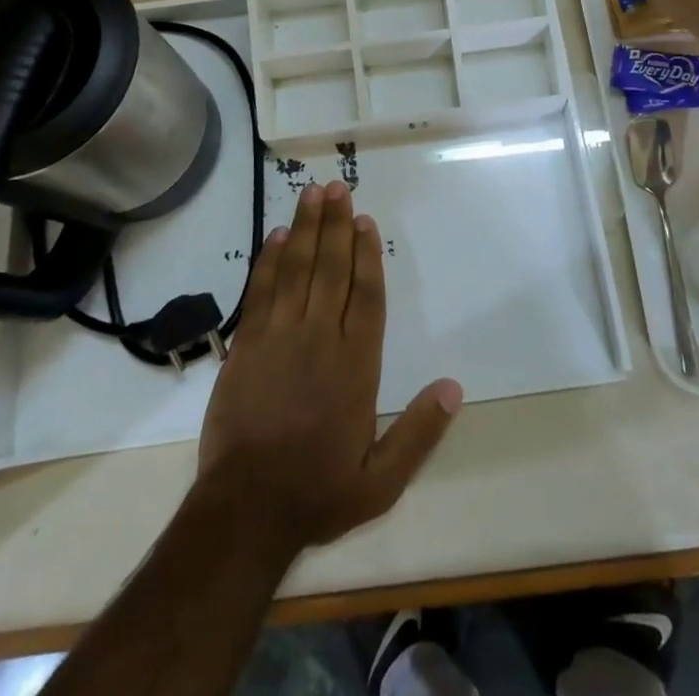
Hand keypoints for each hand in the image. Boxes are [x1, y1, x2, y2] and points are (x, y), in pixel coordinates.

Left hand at [196, 181, 462, 550]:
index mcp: (357, 365)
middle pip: (332, 269)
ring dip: (306, 228)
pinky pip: (261, 290)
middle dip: (336, 225)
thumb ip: (419, 432)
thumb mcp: (382, 480)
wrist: (245, 510)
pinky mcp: (246, 344)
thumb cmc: (318, 492)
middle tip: (339, 188)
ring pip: (297, 269)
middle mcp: (320, 339)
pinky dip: (270, 260)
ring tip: (312, 193)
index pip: (367, 296)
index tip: (366, 221)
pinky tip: (278, 235)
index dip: (367, 254)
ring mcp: (279, 337)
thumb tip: (454, 387)